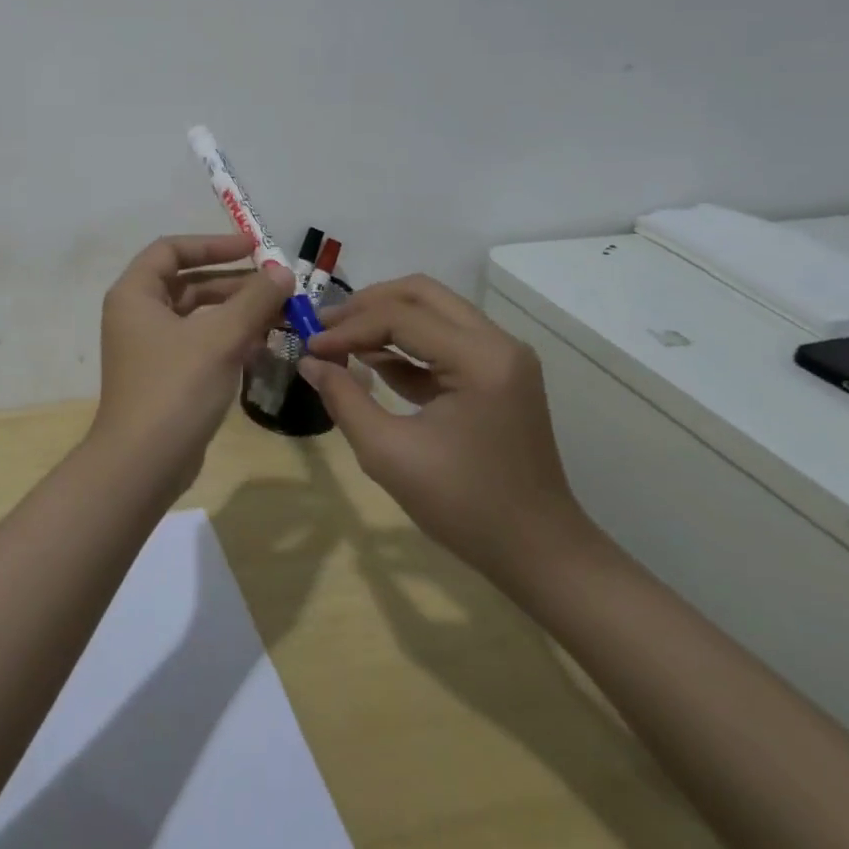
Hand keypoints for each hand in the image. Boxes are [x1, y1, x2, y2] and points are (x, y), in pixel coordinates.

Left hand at [93, 235, 292, 493]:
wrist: (143, 464)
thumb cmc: (175, 388)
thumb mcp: (220, 338)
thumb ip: (254, 300)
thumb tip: (282, 271)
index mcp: (135, 294)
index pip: (171, 250)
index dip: (213, 244)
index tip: (254, 248)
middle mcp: (137, 315)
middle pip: (188, 282)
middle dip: (233, 282)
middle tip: (276, 285)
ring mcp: (149, 348)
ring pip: (197, 316)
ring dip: (236, 313)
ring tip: (279, 316)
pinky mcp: (164, 376)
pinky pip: (199, 344)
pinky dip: (228, 340)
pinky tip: (263, 348)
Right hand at [298, 275, 588, 585]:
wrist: (540, 553)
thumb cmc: (465, 506)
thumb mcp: (389, 454)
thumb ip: (344, 399)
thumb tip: (308, 362)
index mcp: (480, 359)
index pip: (400, 318)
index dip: (348, 328)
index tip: (308, 346)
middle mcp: (497, 343)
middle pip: (421, 294)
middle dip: (367, 306)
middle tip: (325, 328)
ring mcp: (501, 357)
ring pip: (433, 311)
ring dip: (384, 320)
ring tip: (339, 341)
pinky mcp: (497, 375)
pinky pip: (443, 340)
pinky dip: (405, 344)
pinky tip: (370, 360)